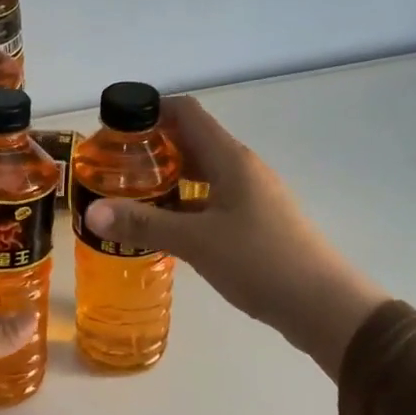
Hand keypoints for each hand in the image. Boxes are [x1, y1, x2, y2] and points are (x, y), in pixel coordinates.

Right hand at [85, 95, 387, 379]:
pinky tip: (164, 227)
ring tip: (130, 196)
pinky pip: (212, 200)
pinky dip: (185, 205)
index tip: (115, 127)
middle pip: (192, 141)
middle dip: (152, 149)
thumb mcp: (196, 242)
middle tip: (113, 167)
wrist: (323, 305)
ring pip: (202, 174)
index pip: (186, 112)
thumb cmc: (260, 261)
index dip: (150, 110)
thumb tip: (92, 211)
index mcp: (230, 159)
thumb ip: (144, 224)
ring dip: (168, 179)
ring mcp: (252, 196)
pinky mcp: (256, 222)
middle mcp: (242, 169)